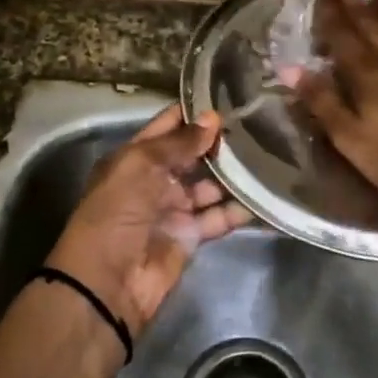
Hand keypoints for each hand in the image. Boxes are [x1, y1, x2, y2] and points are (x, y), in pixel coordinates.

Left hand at [47, 105, 250, 334]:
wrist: (107, 281)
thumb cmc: (115, 213)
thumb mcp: (139, 167)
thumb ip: (178, 143)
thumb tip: (213, 119)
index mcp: (134, 159)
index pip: (168, 127)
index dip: (194, 113)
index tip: (230, 96)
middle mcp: (154, 180)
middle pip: (192, 156)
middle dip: (220, 144)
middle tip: (259, 124)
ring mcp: (174, 209)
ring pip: (210, 186)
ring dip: (234, 175)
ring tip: (270, 156)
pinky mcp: (190, 236)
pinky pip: (218, 218)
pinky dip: (238, 210)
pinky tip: (264, 195)